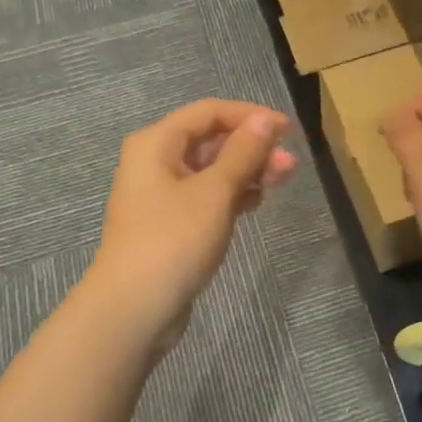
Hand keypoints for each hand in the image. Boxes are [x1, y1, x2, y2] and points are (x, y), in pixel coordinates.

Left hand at [85, 99, 296, 352]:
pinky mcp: (169, 223)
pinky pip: (205, 195)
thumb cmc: (173, 240)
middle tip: (289, 166)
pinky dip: (231, 194)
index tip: (287, 131)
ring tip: (281, 182)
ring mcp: (160, 194)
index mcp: (157, 142)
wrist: (132, 310)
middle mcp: (155, 161)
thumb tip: (266, 119)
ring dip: (246, 171)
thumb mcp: (215, 192)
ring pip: (211, 169)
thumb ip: (243, 152)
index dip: (250, 116)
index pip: (209, 111)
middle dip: (252, 147)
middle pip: (210, 140)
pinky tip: (255, 203)